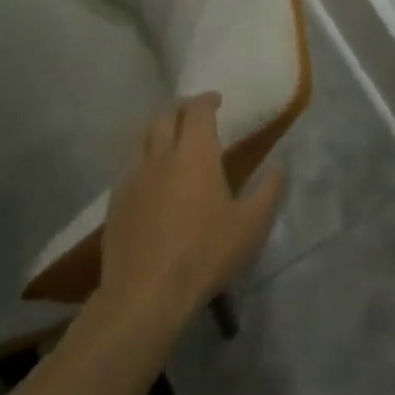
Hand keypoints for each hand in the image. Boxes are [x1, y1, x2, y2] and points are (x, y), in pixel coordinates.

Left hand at [98, 94, 284, 327]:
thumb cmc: (204, 254)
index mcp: (195, 154)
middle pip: (165, 115)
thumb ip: (268, 191)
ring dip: (159, 129)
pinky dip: (144, 159)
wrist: (144, 295)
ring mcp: (133, 178)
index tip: (217, 100)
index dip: (207, 100)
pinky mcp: (116, 202)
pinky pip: (130, 166)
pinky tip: (152, 178)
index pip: (197, 110)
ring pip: (142, 138)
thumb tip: (279, 166)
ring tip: (171, 139)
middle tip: (194, 114)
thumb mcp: (251, 226)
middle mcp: (161, 156)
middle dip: (180, 107)